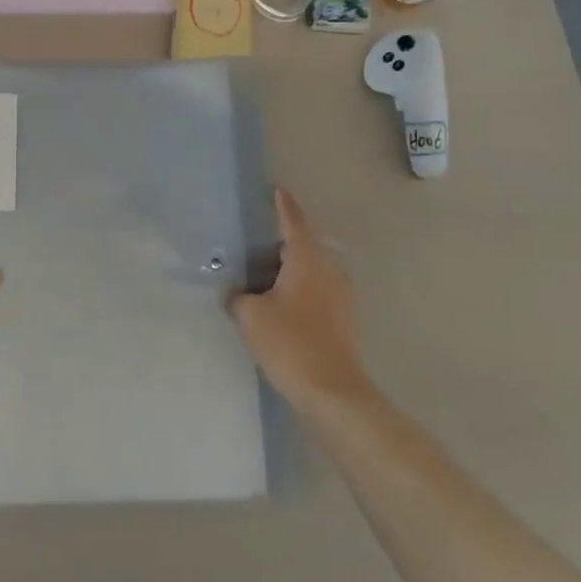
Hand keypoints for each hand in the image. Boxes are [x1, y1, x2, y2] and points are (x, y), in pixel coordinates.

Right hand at [228, 188, 373, 415]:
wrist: (332, 391)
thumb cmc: (290, 342)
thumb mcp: (251, 316)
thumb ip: (239, 298)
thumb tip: (237, 295)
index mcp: (307, 259)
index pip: (295, 222)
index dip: (284, 205)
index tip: (277, 190)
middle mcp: (329, 269)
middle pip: (307, 243)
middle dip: (285, 238)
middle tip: (258, 238)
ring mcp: (340, 294)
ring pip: (313, 268)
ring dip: (292, 265)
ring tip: (265, 271)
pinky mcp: (342, 317)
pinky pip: (318, 288)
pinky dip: (299, 286)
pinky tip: (280, 301)